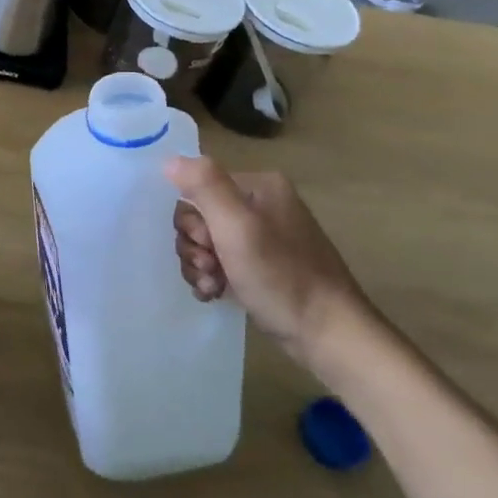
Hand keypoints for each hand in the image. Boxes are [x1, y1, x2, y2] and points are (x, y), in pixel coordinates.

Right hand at [169, 158, 368, 368]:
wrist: (328, 336)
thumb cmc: (281, 276)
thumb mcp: (237, 226)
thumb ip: (204, 186)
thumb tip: (169, 161)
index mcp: (259, 185)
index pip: (199, 188)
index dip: (193, 221)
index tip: (207, 246)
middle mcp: (261, 205)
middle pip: (200, 216)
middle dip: (195, 246)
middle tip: (211, 268)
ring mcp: (263, 237)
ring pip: (206, 242)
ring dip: (200, 265)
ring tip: (213, 287)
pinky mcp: (262, 267)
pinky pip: (220, 262)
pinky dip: (212, 277)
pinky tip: (215, 294)